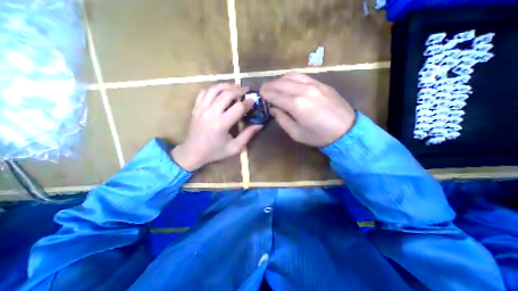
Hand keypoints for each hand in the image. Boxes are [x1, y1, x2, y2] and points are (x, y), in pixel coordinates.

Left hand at [173, 83, 263, 171]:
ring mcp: (201, 109)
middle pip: (226, 94)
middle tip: (247, 90)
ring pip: (214, 89)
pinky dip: (214, 88)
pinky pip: (204, 92)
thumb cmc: (215, 152)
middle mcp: (211, 113)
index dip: (248, 103)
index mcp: (221, 124)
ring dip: (226, 85)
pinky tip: (220, 90)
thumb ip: (248, 135)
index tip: (253, 102)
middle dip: (239, 90)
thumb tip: (259, 124)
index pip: (238, 107)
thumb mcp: (234, 147)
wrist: (193, 152)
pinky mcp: (196, 108)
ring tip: (235, 86)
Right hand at [261, 73, 353, 147]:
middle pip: (281, 83)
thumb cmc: (318, 136)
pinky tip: (288, 83)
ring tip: (274, 86)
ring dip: (279, 80)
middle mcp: (303, 90)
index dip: (265, 94)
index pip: (275, 95)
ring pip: (291, 76)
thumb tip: (273, 108)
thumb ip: (282, 119)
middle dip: (269, 85)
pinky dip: (291, 78)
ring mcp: (314, 84)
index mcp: (296, 104)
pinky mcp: (321, 83)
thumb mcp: (296, 133)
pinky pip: (302, 76)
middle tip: (263, 89)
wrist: (346, 130)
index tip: (259, 95)